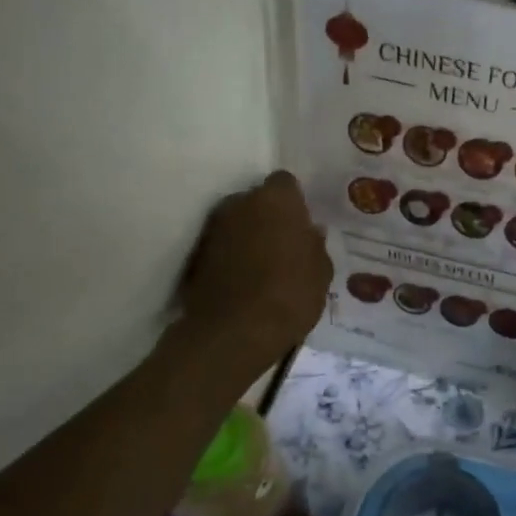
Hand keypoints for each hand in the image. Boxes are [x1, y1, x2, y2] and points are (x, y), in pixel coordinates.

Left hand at [177, 171, 330, 373]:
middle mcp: (239, 203)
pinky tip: (244, 282)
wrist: (234, 332)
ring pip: (237, 223)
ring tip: (264, 268)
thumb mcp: (321, 273)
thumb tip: (310, 233)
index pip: (285, 183)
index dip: (295, 203)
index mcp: (276, 200)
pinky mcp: (195, 255)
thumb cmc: (290, 295)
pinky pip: (221, 247)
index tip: (302, 225)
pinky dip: (231, 258)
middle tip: (286, 246)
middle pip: (257, 201)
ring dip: (248, 237)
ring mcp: (212, 228)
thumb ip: (316, 246)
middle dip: (269, 218)